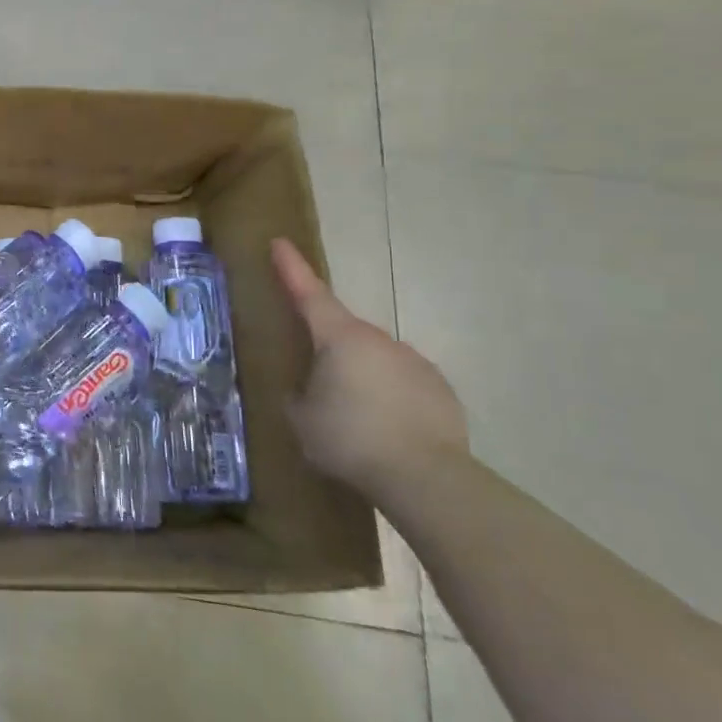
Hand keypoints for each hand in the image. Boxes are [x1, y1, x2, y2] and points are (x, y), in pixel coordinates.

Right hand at [270, 238, 468, 498]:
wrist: (426, 479)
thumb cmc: (349, 440)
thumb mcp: (302, 418)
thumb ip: (299, 394)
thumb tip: (306, 389)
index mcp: (340, 338)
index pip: (309, 293)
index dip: (291, 268)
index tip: (280, 242)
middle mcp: (379, 340)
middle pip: (344, 334)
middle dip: (328, 351)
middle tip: (316, 386)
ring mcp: (415, 363)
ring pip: (376, 361)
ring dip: (361, 378)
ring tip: (353, 420)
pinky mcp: (441, 392)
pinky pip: (403, 386)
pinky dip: (390, 399)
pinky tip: (385, 432)